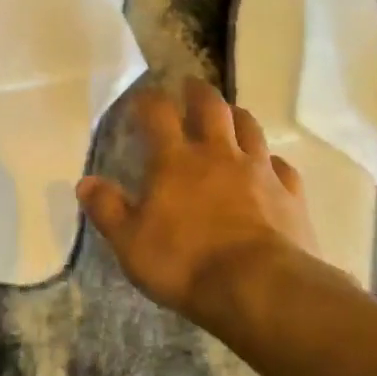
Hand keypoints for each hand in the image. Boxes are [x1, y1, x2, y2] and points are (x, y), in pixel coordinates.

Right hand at [78, 79, 324, 318]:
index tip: (141, 99)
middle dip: (197, 93)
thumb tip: (86, 182)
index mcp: (175, 161)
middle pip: (211, 107)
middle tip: (190, 87)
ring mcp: (259, 171)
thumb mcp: (130, 243)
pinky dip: (272, 162)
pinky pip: (282, 167)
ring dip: (237, 116)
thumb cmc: (185, 263)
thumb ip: (108, 209)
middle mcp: (218, 154)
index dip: (148, 100)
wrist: (259, 288)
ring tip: (230, 115)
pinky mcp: (290, 194)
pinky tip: (269, 167)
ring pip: (250, 127)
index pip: (158, 113)